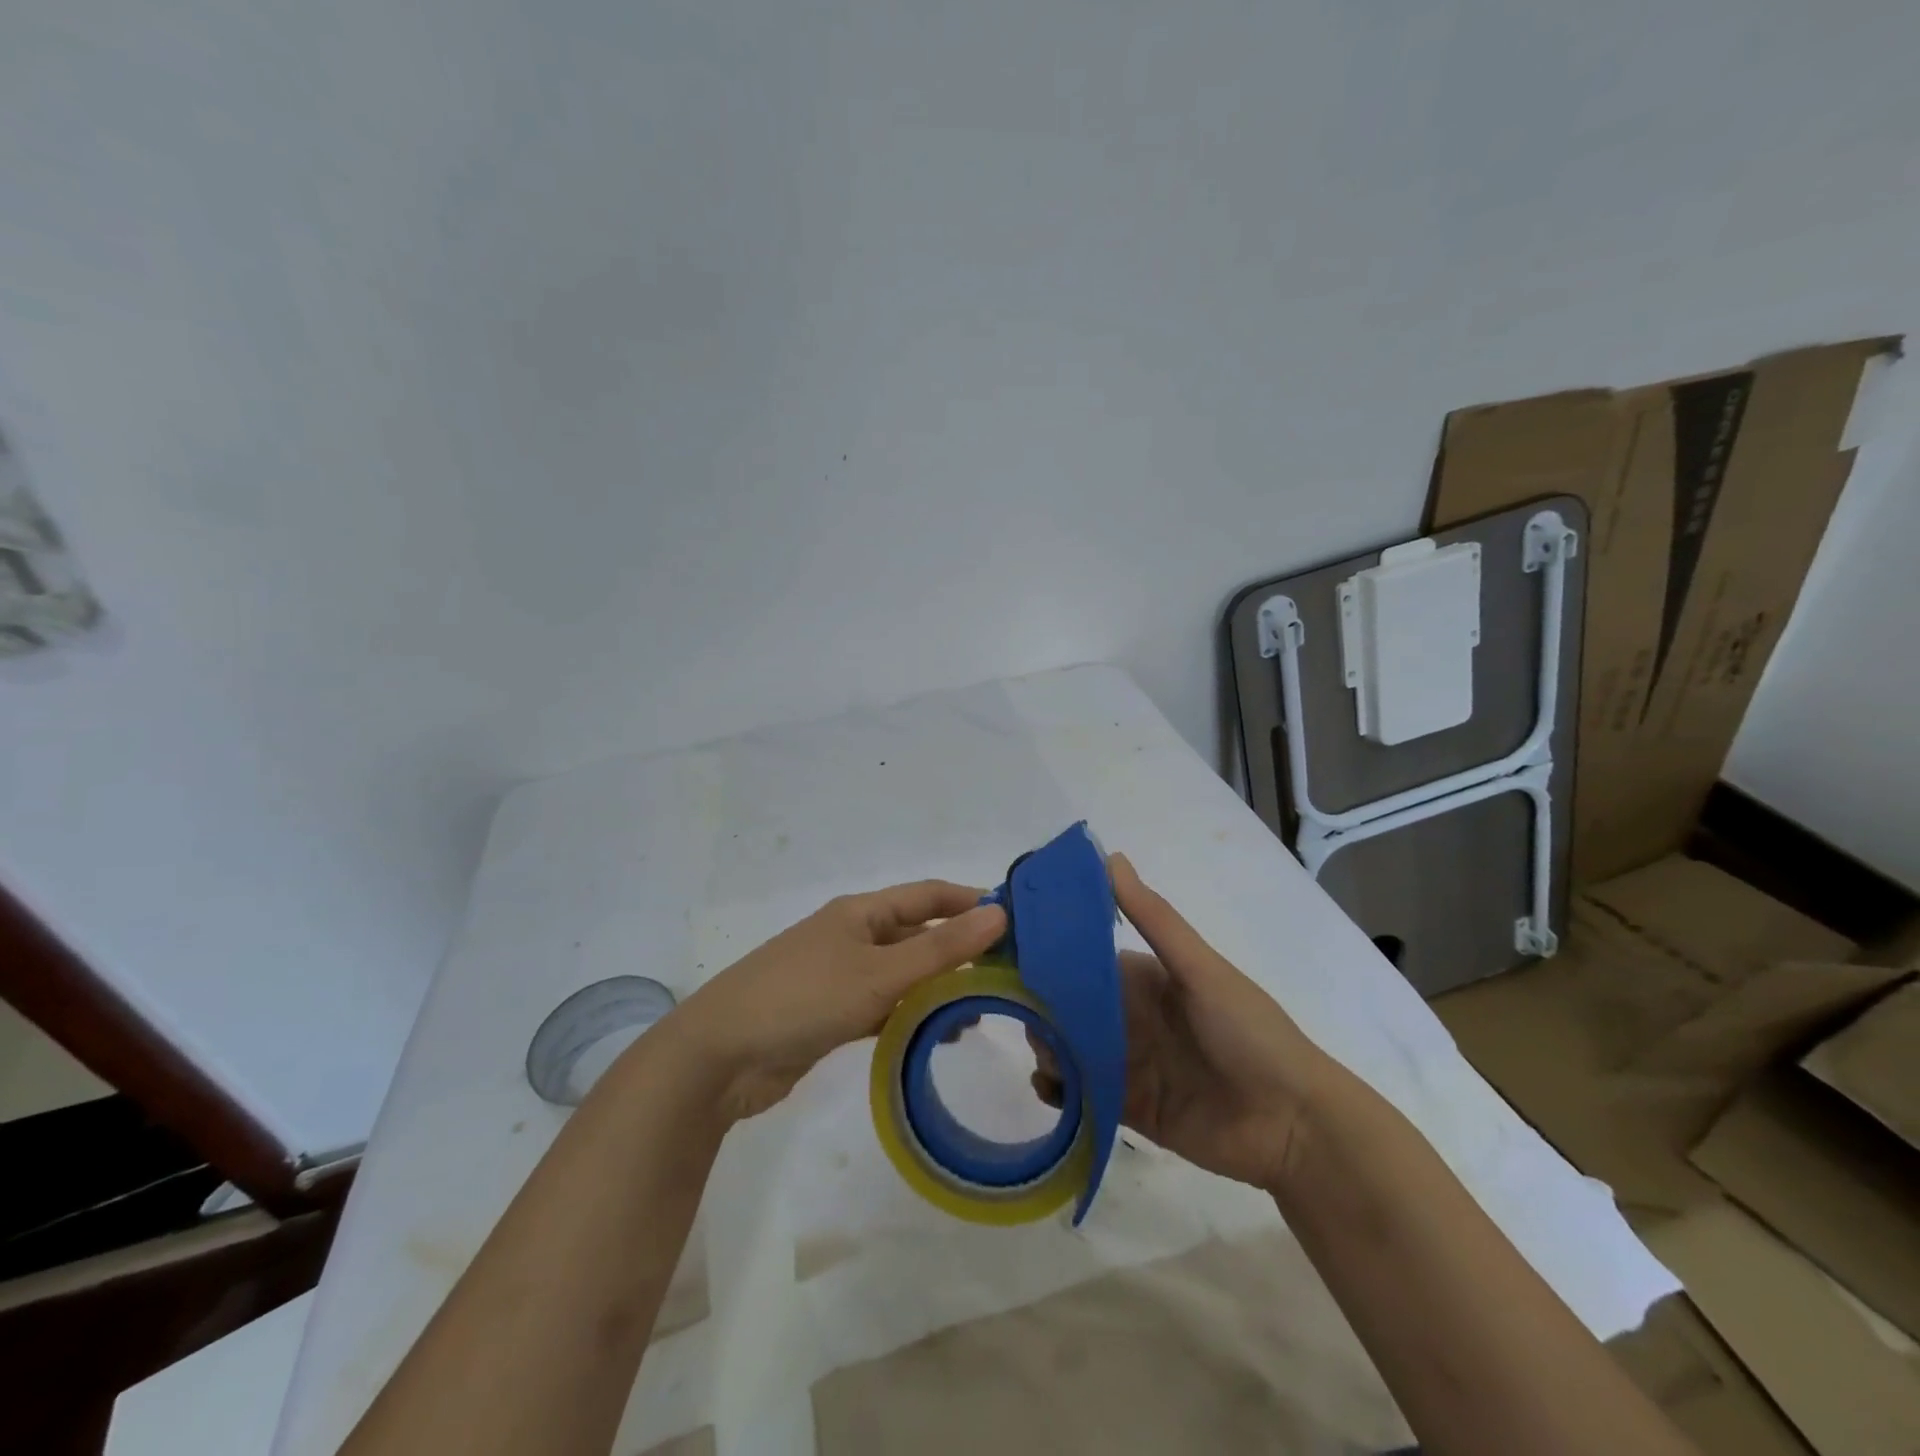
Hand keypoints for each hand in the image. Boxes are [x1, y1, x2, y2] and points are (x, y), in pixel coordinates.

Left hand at [669, 882, 1006, 1122]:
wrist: (719, 1057)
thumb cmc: (803, 998)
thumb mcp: (879, 973)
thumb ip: (941, 948)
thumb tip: (999, 913)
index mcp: (861, 912)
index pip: (928, 894)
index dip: (969, 901)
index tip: (1015, 921)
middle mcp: (853, 936)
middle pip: (917, 934)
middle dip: (959, 951)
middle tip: (1006, 978)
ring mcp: (840, 976)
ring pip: (903, 975)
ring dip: (937, 989)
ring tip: (978, 1015)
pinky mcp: (832, 1015)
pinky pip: (883, 1007)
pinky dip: (910, 1017)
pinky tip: (935, 1036)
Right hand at [1032, 855, 1327, 1191]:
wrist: (1294, 1125)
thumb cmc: (1249, 1031)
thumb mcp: (1199, 968)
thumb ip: (1154, 917)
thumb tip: (1108, 856)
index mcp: (1142, 978)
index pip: (1083, 960)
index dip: (1049, 955)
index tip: (1009, 951)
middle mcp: (1128, 1017)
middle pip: (1069, 1007)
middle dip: (1041, 1007)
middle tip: (1019, 1013)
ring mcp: (1127, 1064)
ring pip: (1069, 1049)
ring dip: (1048, 1048)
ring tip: (1042, 1056)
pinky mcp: (1128, 1108)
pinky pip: (1082, 1095)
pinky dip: (1060, 1090)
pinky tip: (1051, 1089)